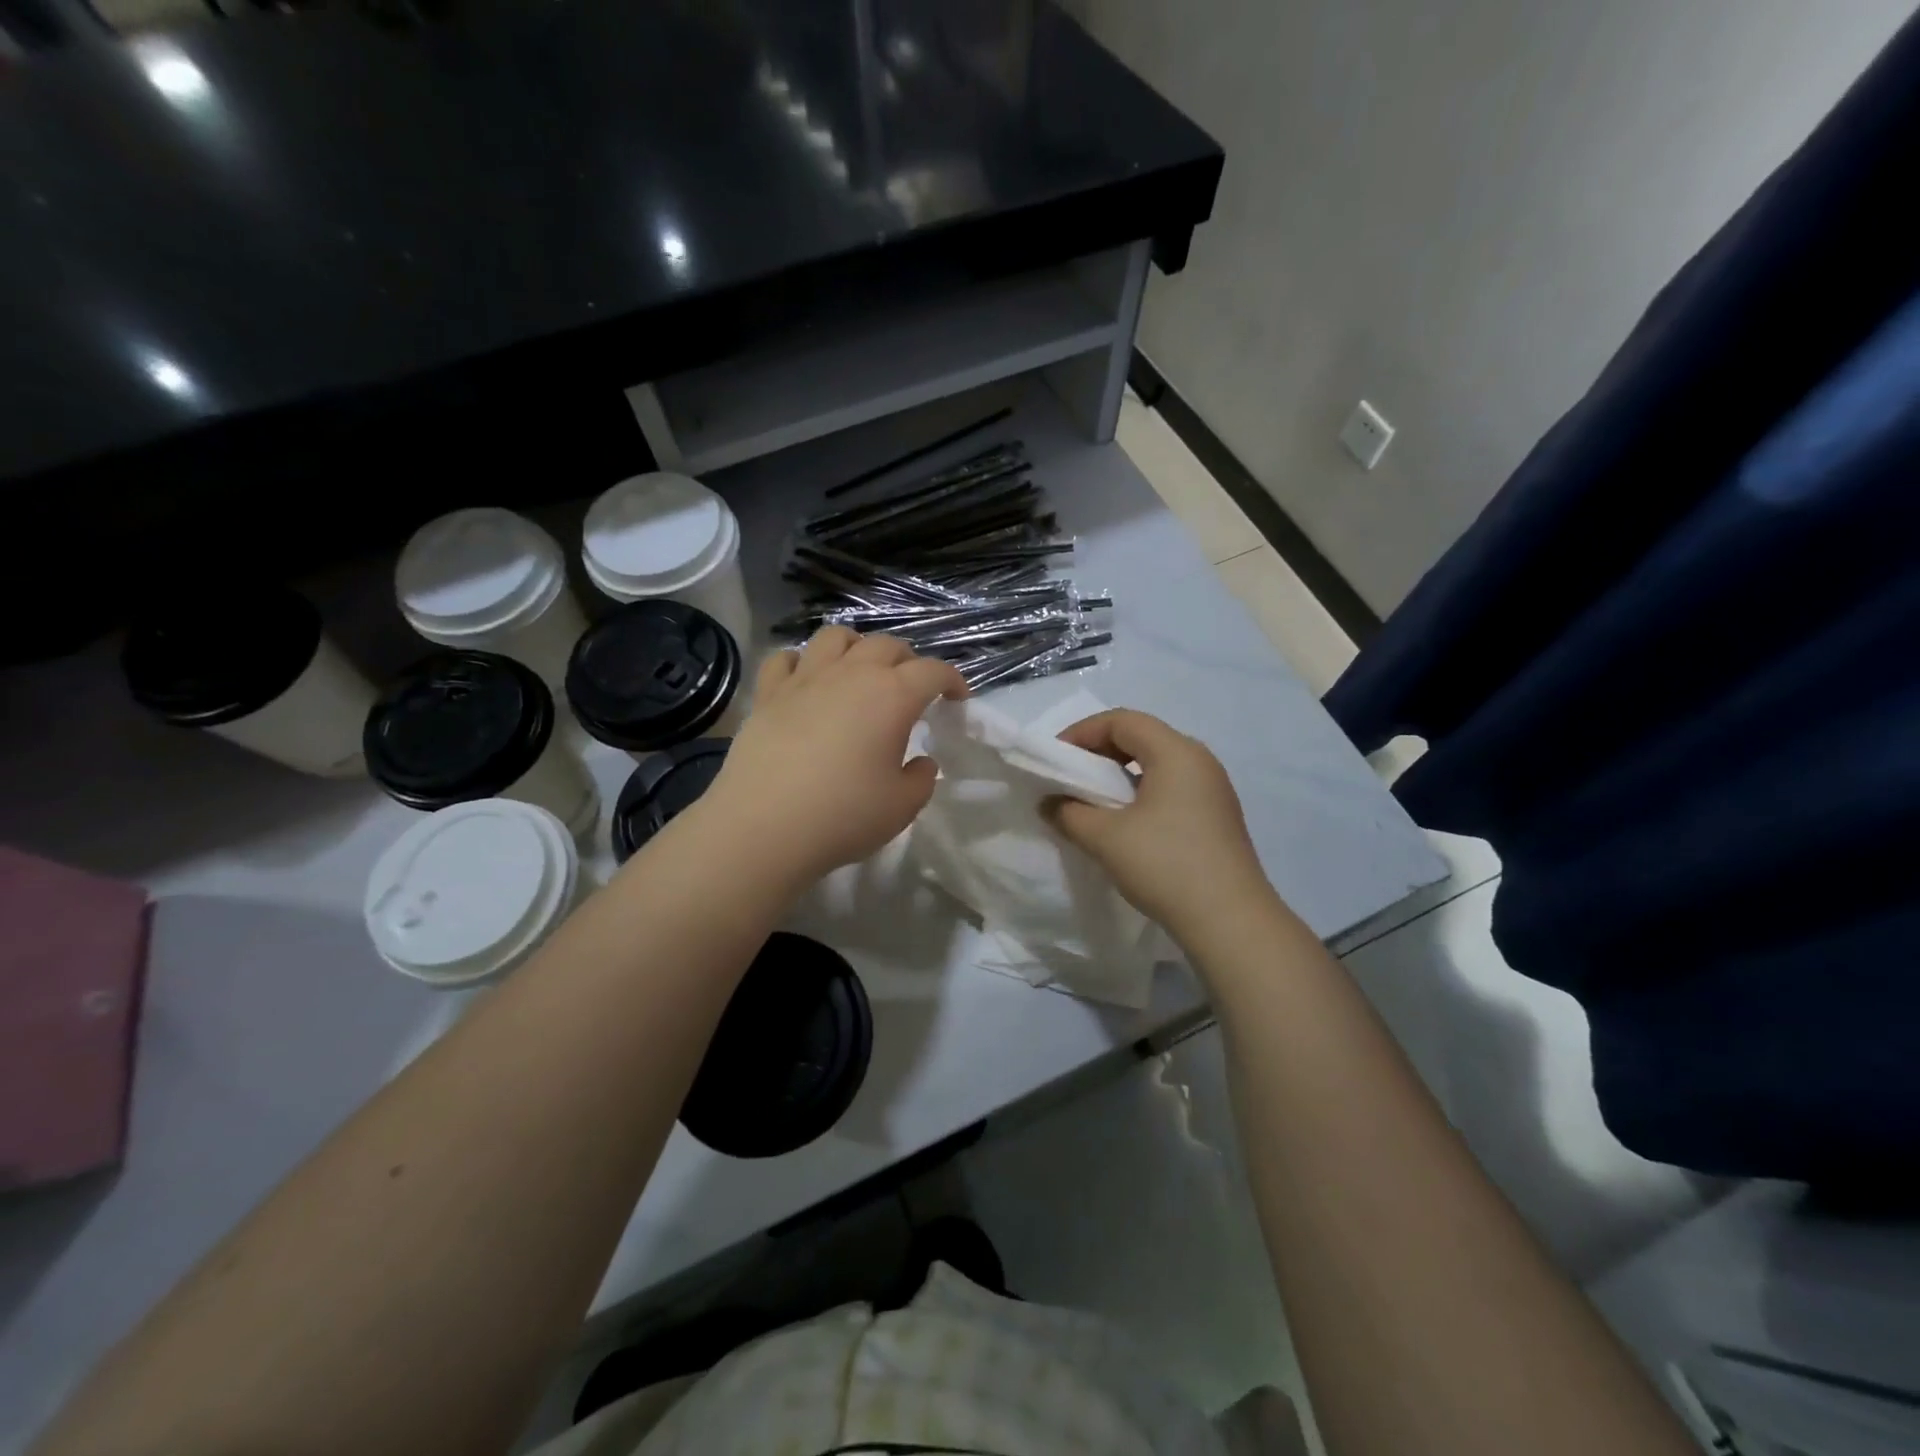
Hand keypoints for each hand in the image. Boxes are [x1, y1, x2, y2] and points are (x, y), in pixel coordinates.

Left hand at [700, 627, 966, 885]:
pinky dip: (801, 662)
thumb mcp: (902, 806)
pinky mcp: (768, 694)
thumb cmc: (844, 816)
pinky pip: (785, 659)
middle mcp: (851, 674)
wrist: (763, 827)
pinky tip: (806, 681)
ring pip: (835, 637)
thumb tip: (920, 762)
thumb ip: (921, 779)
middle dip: (908, 661)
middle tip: (911, 688)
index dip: (952, 680)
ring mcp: (805, 679)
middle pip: (887, 645)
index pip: (933, 671)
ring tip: (859, 672)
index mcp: (892, 696)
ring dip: (856, 648)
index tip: (957, 698)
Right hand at [1044, 709, 1275, 939]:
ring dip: (1120, 774)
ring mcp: (1213, 789)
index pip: (1122, 721)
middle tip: (1070, 776)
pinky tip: (1124, 823)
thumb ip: (1069, 813)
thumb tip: (1051, 803)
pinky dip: (1140, 793)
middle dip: (1099, 751)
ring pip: (1157, 764)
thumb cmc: (1165, 865)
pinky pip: (1171, 787)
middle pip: (1142, 736)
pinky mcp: (1217, 817)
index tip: (1055, 759)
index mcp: (1176, 752)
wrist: (1229, 921)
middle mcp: (1199, 760)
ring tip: (1092, 800)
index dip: (1082, 732)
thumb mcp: (1105, 837)